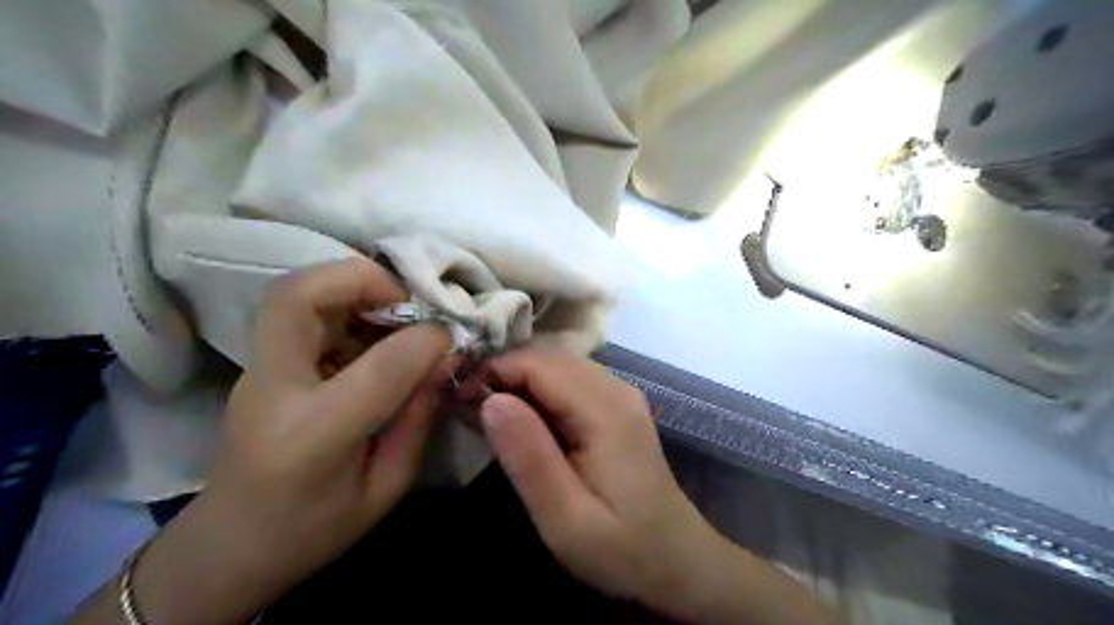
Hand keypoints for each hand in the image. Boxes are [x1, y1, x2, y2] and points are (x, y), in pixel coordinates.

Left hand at [75, 259, 457, 624]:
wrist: (229, 547)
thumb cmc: (313, 530)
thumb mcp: (385, 487)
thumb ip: (418, 417)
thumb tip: (446, 357)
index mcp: (313, 439)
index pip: (377, 367)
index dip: (424, 339)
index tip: (451, 334)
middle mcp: (272, 391)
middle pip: (297, 296)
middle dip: (362, 279)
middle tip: (408, 299)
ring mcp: (255, 372)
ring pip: (291, 292)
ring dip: (352, 287)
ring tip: (395, 312)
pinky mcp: (258, 364)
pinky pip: (297, 310)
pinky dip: (342, 303)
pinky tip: (372, 332)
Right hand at [480, 348, 834, 623]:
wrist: (676, 559)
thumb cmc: (621, 548)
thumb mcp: (565, 518)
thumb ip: (528, 457)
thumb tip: (490, 398)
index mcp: (606, 411)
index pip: (539, 364)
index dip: (495, 372)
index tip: (460, 399)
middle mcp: (616, 388)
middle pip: (549, 357)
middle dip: (505, 373)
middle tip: (468, 407)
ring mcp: (621, 394)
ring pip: (558, 365)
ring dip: (520, 380)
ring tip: (489, 413)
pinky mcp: (618, 405)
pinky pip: (571, 380)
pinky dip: (540, 390)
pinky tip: (524, 419)